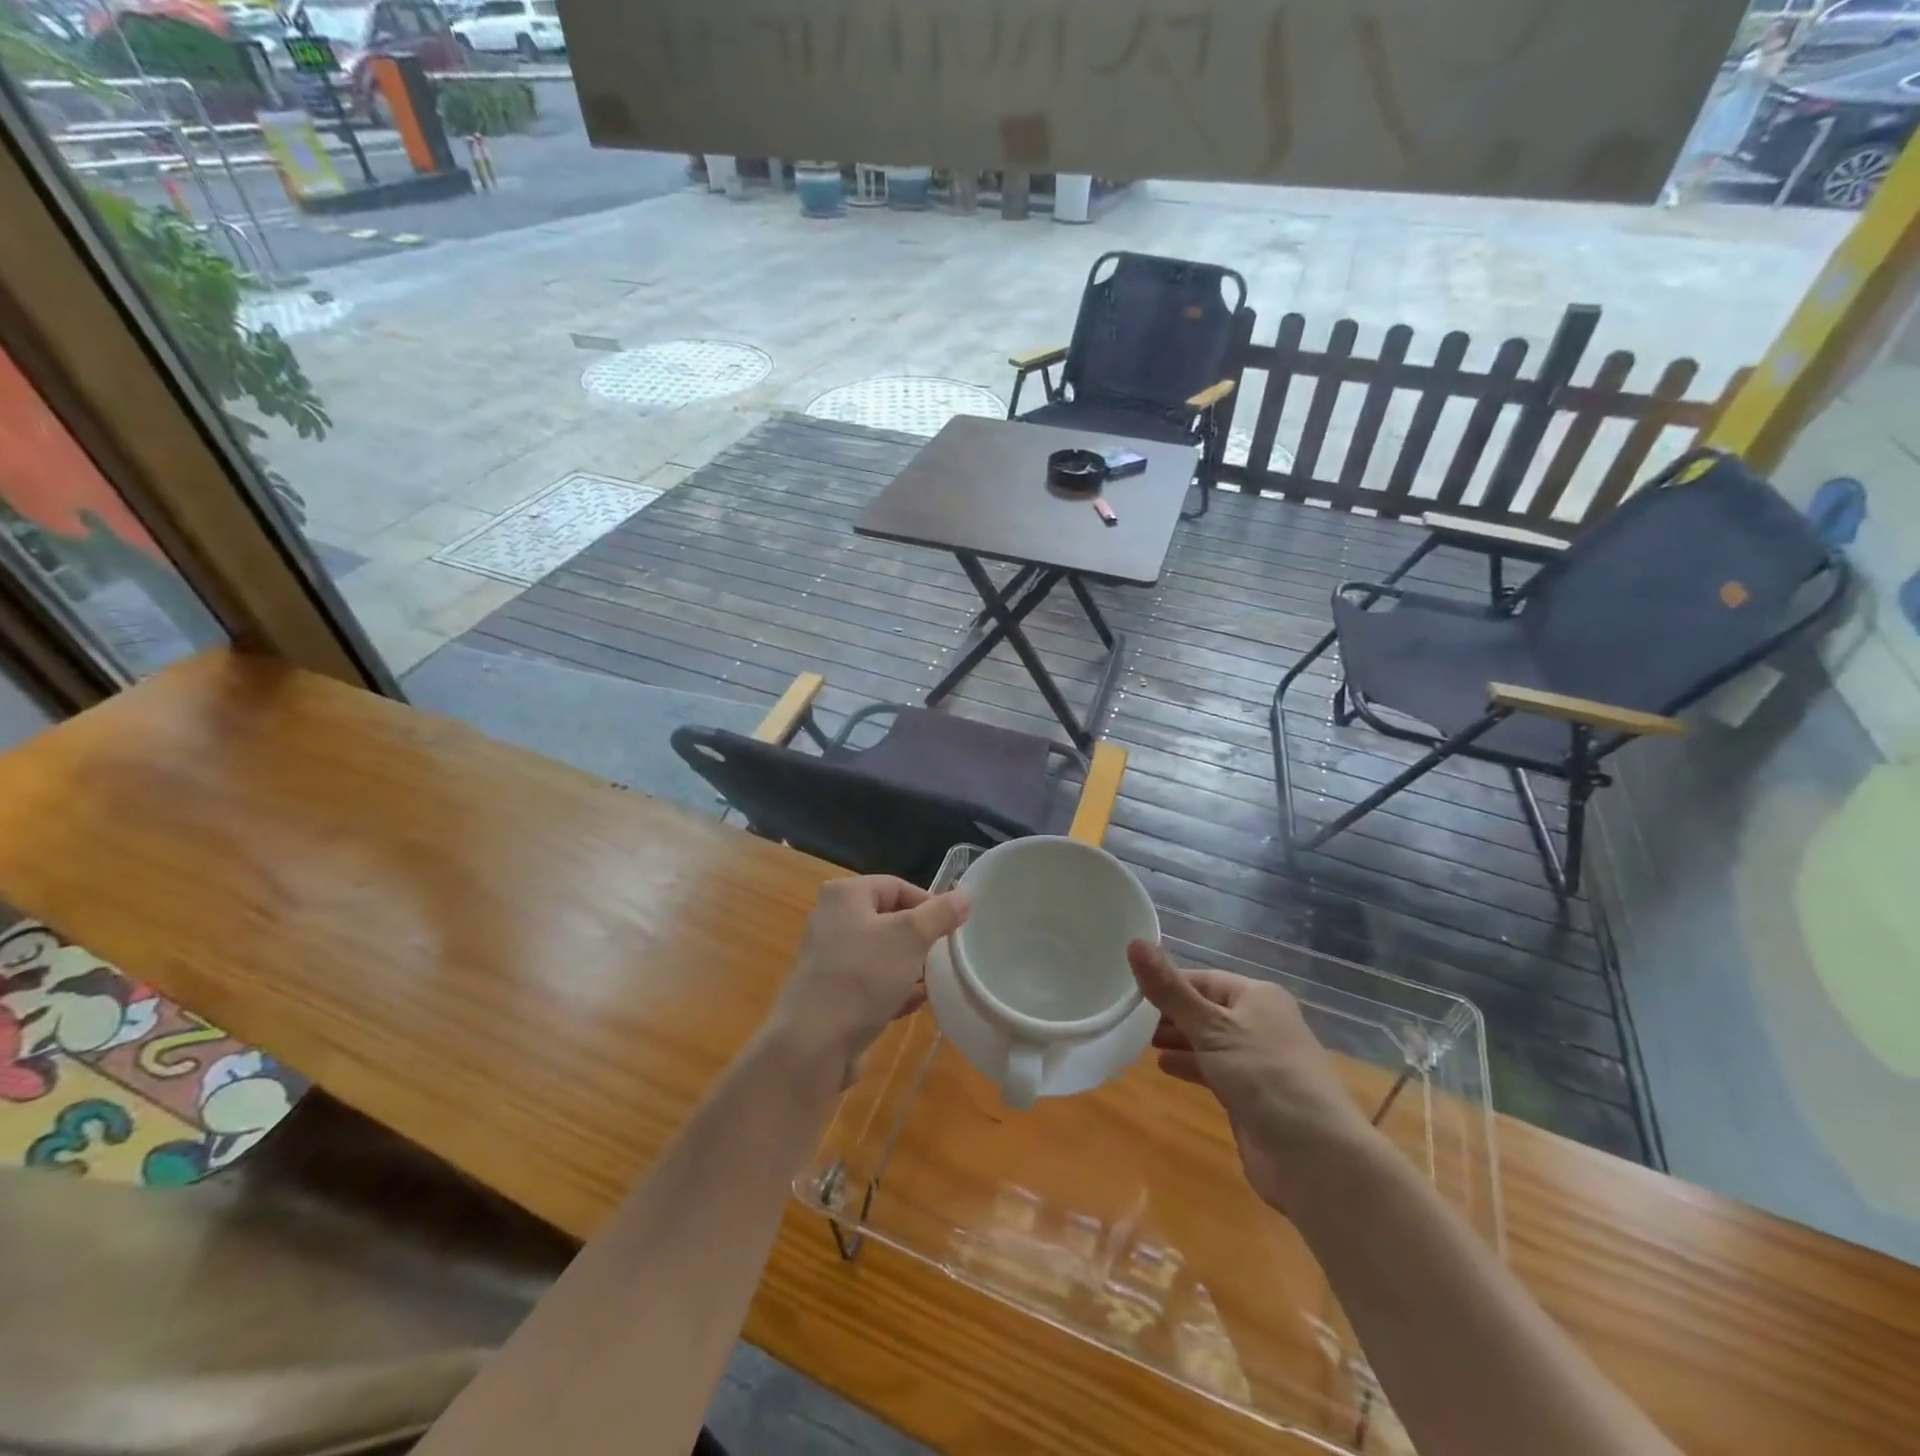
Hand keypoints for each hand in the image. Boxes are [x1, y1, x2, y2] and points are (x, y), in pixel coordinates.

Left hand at [767, 877, 968, 1085]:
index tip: (952, 929)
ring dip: (909, 966)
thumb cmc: (863, 976)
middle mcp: (831, 920)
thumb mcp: (911, 937)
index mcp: (845, 895)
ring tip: (934, 981)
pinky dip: (892, 989)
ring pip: (881, 953)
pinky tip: (914, 1004)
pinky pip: (869, 982)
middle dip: (919, 938)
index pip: (897, 886)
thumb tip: (965, 896)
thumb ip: (940, 914)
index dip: (929, 904)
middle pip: (888, 919)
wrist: (813, 1044)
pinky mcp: (830, 993)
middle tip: (944, 955)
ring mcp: (828, 958)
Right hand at [1129, 940, 1378, 1211]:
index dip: (1168, 982)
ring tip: (1137, 1040)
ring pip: (1208, 1041)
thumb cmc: (1263, 1075)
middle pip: (1206, 1009)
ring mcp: (1257, 1061)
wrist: (1315, 1157)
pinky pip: (1213, 1070)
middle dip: (1169, 1013)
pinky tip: (1164, 1068)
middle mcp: (1260, 1023)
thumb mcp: (1211, 1027)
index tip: (1129, 989)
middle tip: (1127, 1017)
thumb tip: (1134, 942)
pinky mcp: (1251, 1095)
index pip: (1204, 979)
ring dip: (1177, 1040)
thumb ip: (1170, 990)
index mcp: (1258, 996)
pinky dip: (1190, 1066)